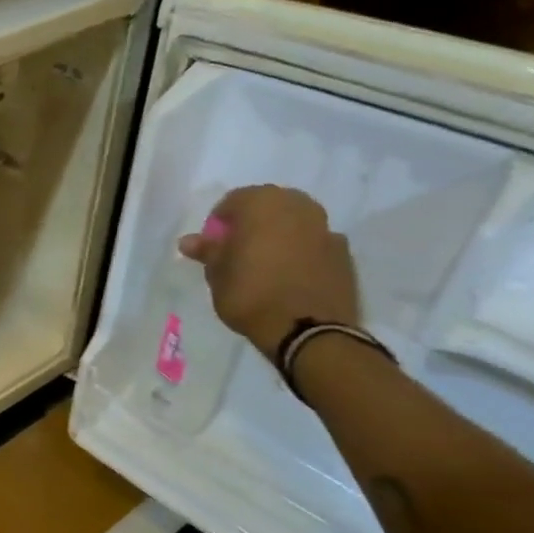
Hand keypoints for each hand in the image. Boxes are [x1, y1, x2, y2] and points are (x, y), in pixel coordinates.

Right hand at [179, 185, 359, 355]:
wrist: (307, 330)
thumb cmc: (251, 293)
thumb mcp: (217, 274)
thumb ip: (207, 251)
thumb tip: (189, 241)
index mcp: (262, 203)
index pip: (232, 202)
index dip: (218, 224)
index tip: (213, 248)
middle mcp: (298, 206)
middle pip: (267, 207)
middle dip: (252, 225)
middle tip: (238, 253)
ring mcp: (326, 228)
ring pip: (294, 224)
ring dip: (279, 237)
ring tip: (266, 266)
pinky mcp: (344, 253)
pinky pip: (314, 245)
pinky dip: (302, 254)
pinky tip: (291, 277)